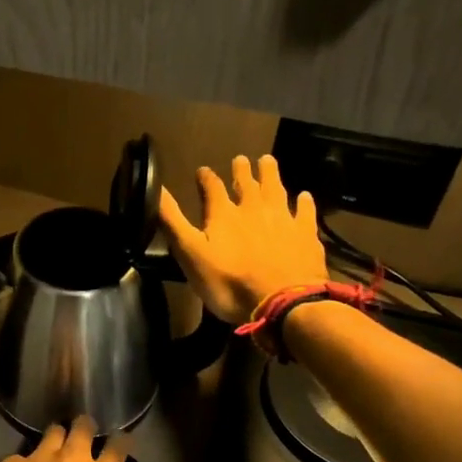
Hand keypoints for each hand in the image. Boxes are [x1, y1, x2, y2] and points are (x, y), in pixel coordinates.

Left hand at [0, 417, 137, 461]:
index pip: (119, 446)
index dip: (122, 441)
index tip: (121, 441)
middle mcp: (74, 458)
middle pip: (84, 425)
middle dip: (86, 426)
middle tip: (85, 434)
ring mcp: (42, 454)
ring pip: (54, 430)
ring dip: (57, 436)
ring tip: (56, 445)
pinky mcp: (14, 460)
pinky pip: (23, 454)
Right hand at [158, 154, 326, 323]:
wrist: (283, 303)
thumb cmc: (229, 282)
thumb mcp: (190, 253)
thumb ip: (173, 220)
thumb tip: (156, 187)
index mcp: (223, 214)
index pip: (212, 187)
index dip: (206, 178)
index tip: (202, 171)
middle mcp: (253, 208)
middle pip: (247, 183)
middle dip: (241, 170)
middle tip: (240, 158)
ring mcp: (283, 219)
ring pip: (276, 190)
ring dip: (270, 174)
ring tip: (267, 160)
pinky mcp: (305, 235)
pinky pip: (305, 212)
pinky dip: (304, 202)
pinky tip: (305, 195)